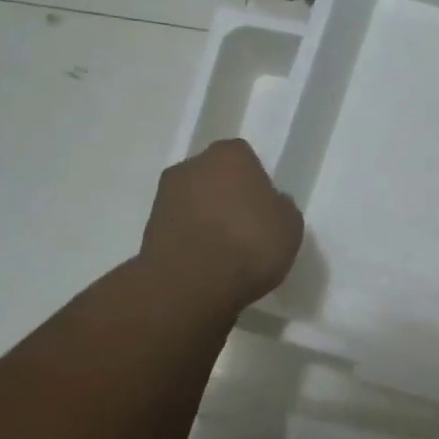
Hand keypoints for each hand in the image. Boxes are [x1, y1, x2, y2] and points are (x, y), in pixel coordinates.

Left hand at [140, 139, 303, 308]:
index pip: (245, 159)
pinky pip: (179, 227)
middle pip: (214, 176)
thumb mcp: (290, 226)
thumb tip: (270, 204)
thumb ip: (280, 207)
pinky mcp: (148, 227)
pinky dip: (189, 239)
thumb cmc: (250, 244)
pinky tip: (204, 263)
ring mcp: (165, 195)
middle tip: (244, 228)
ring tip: (224, 251)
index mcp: (230, 155)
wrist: (191, 284)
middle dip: (226, 196)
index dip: (255, 183)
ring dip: (205, 218)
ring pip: (194, 201)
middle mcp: (192, 165)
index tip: (263, 209)